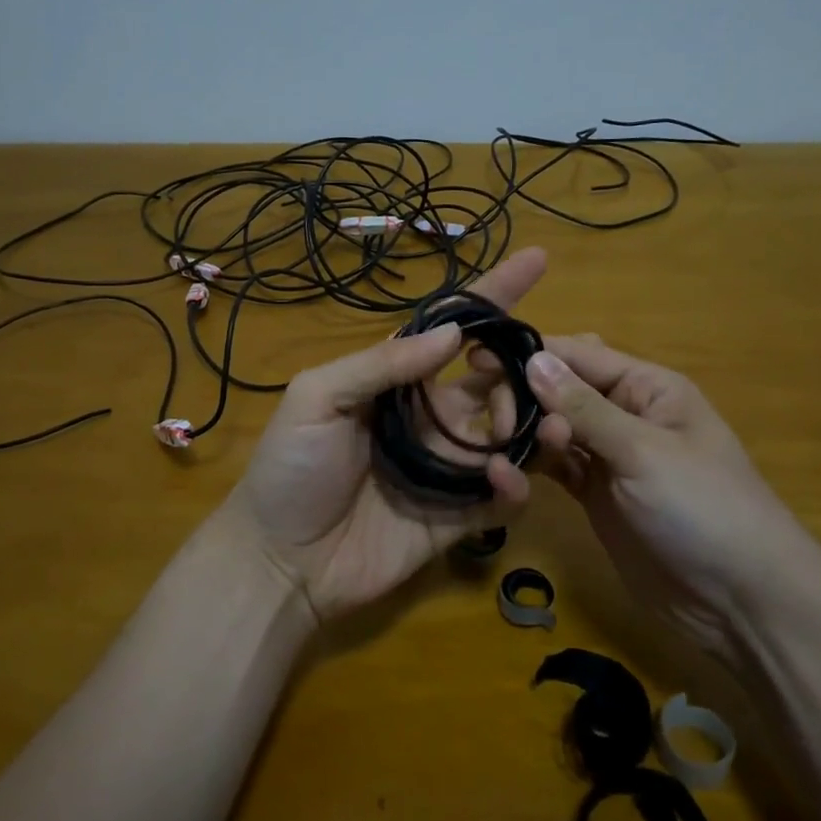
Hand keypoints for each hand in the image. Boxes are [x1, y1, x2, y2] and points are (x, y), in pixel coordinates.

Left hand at [220, 249, 547, 622]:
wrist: (280, 559)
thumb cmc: (291, 468)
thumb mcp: (318, 397)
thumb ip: (382, 364)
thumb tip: (453, 333)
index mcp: (399, 381)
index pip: (454, 329)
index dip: (493, 295)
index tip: (537, 260)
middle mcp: (431, 416)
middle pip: (496, 378)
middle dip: (525, 366)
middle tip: (537, 371)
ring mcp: (448, 466)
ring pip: (510, 432)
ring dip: (533, 420)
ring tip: (540, 420)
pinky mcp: (458, 516)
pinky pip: (503, 494)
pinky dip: (516, 483)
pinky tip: (503, 477)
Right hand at [521, 336, 816, 653]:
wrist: (740, 602)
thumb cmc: (702, 508)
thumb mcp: (642, 451)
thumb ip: (583, 407)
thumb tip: (533, 359)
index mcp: (647, 387)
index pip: (578, 355)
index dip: (530, 354)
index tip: (476, 357)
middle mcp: (624, 413)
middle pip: (560, 388)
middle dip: (524, 395)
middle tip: (494, 422)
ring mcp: (608, 457)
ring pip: (553, 427)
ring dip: (524, 431)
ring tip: (497, 448)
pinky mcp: (595, 495)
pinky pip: (555, 467)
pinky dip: (531, 466)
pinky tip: (506, 474)